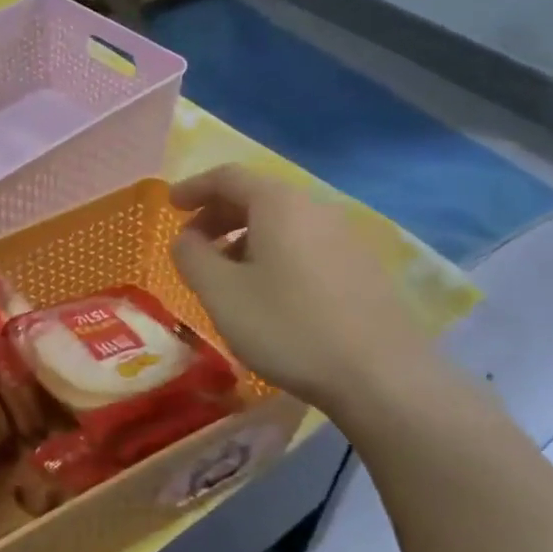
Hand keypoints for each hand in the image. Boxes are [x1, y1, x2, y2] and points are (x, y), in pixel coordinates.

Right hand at [169, 165, 433, 413]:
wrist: (381, 375)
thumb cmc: (288, 327)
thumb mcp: (221, 293)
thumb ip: (192, 257)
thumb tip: (186, 238)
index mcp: (279, 204)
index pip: (228, 176)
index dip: (194, 187)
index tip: (171, 205)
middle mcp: (315, 208)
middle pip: (258, 196)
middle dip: (218, 214)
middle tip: (193, 243)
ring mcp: (345, 237)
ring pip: (283, 223)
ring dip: (245, 237)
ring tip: (226, 273)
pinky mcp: (362, 267)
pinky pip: (305, 244)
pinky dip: (275, 254)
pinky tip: (269, 292)